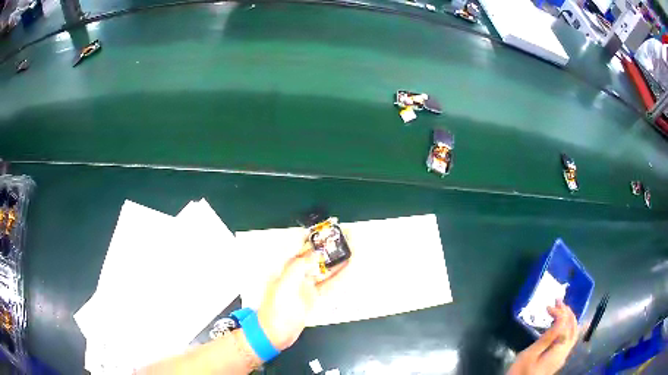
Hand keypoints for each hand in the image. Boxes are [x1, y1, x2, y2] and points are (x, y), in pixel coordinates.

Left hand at [257, 238, 348, 350]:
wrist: (275, 333)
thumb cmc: (277, 309)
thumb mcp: (285, 285)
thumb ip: (298, 267)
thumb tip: (314, 252)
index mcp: (286, 270)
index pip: (301, 250)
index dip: (313, 241)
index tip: (327, 233)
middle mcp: (296, 275)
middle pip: (314, 259)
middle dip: (327, 251)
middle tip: (343, 241)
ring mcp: (305, 287)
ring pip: (323, 271)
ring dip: (335, 263)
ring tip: (350, 253)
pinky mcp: (312, 298)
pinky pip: (327, 285)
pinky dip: (337, 278)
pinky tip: (347, 271)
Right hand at [508, 300, 578, 374]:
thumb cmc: (521, 371)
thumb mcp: (531, 354)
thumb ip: (548, 337)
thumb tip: (562, 318)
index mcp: (560, 349)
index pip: (566, 324)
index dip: (560, 312)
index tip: (548, 306)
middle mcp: (565, 351)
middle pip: (574, 327)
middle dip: (568, 312)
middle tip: (558, 301)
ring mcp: (562, 356)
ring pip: (573, 333)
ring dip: (569, 318)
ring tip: (561, 309)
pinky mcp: (557, 359)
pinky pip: (569, 338)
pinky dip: (568, 327)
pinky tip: (562, 325)